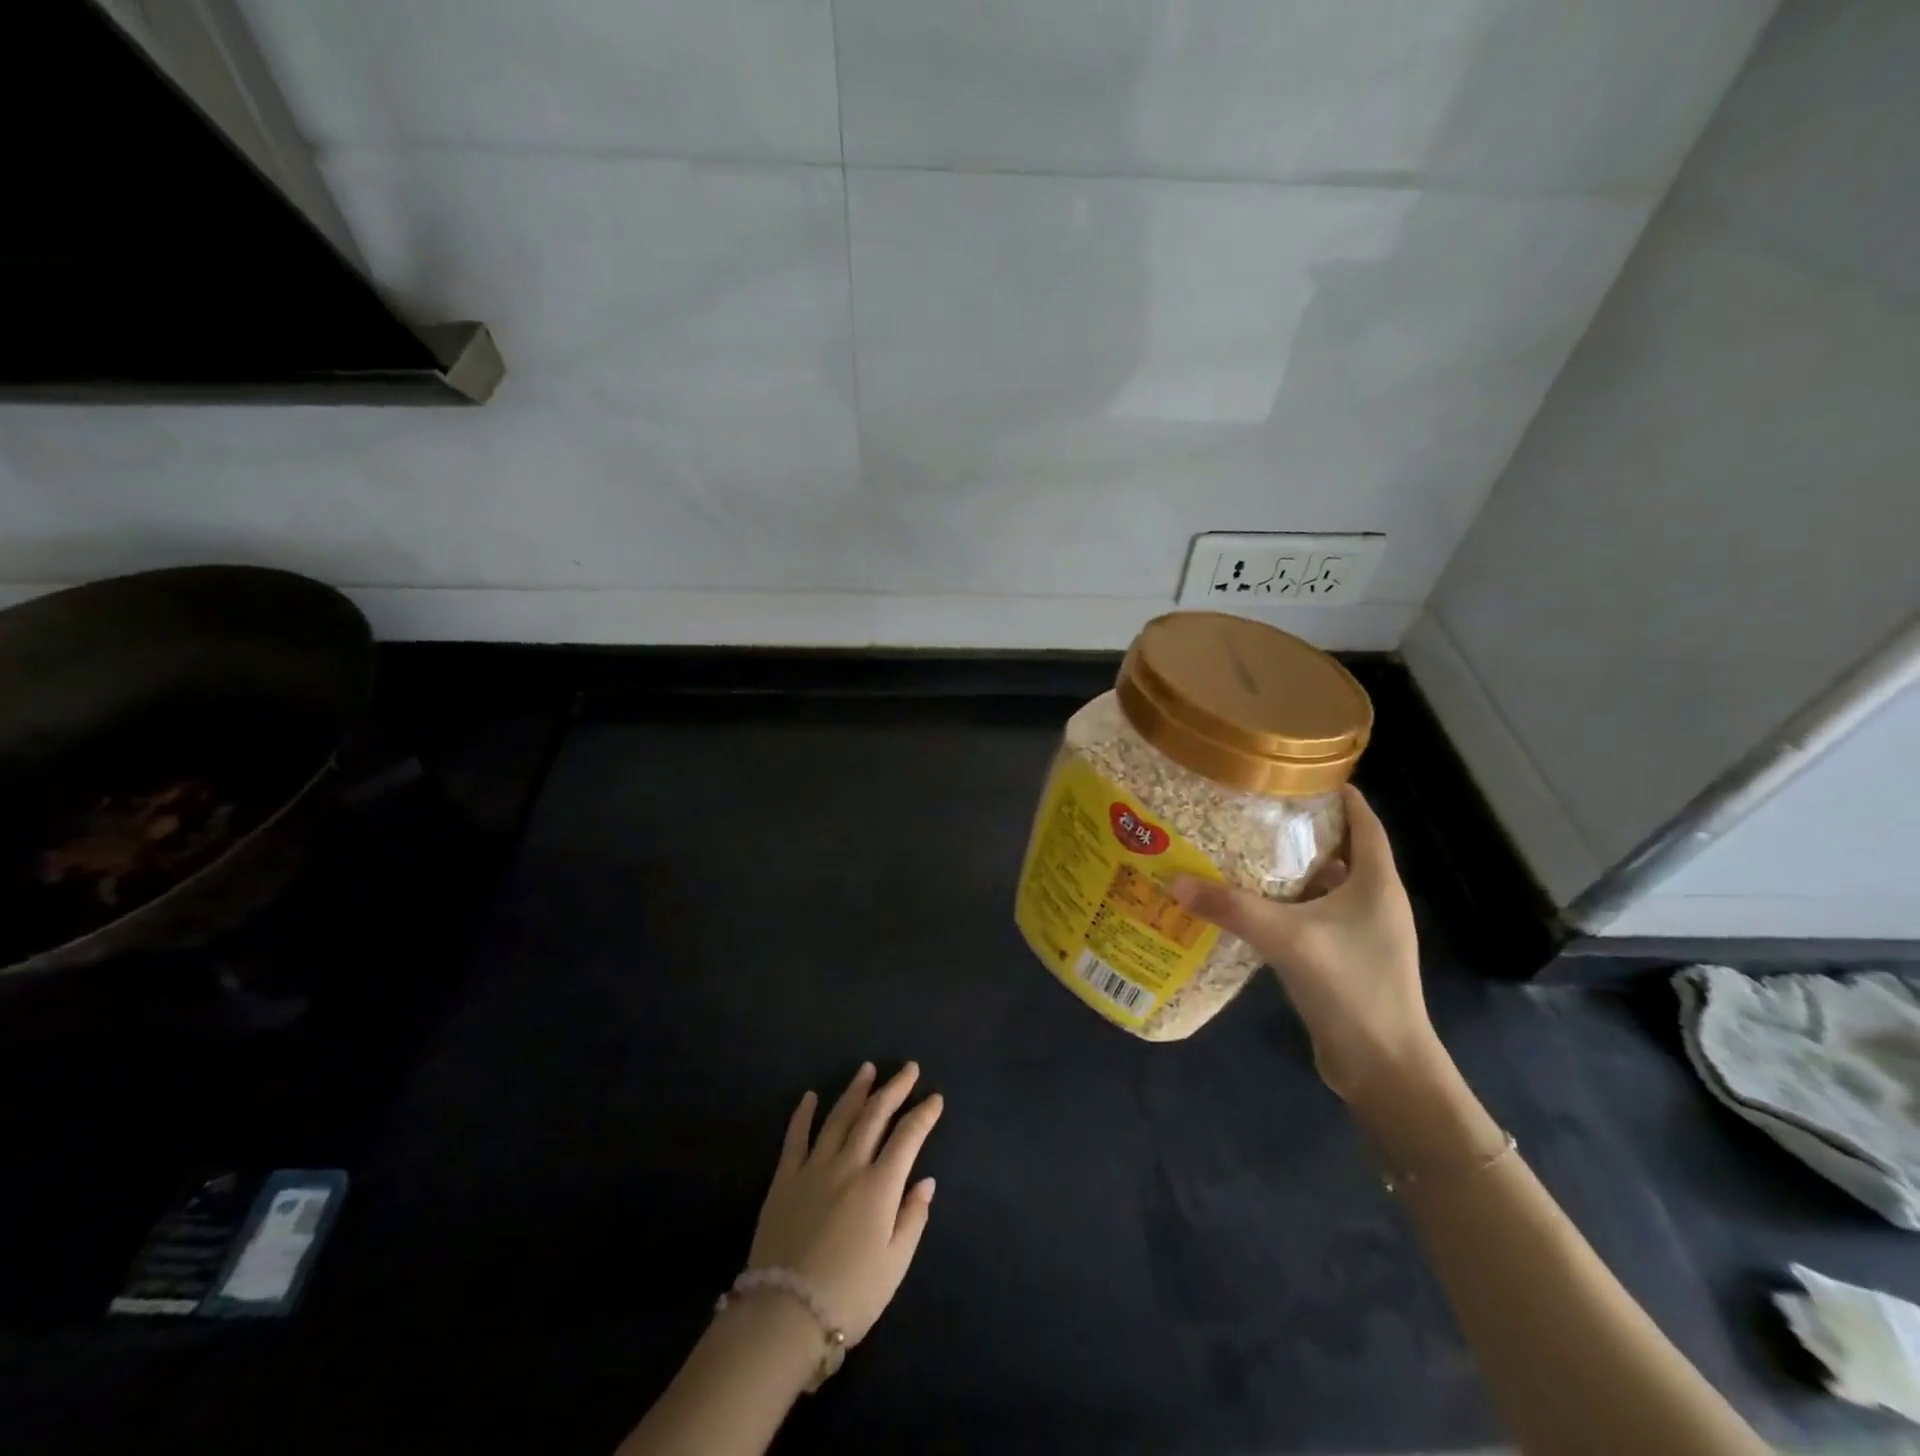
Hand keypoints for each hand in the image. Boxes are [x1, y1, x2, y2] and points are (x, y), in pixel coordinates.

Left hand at [746, 1062, 941, 1345]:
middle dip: (894, 1088)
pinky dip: (803, 1114)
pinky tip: (810, 1097)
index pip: (907, 1137)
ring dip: (856, 1091)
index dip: (924, 1114)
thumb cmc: (850, 1296)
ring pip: (839, 1118)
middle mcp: (849, 1165)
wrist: (784, 1315)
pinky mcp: (785, 1180)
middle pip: (875, 1115)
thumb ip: (913, 1218)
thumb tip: (925, 1181)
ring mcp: (814, 1168)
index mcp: (879, 1186)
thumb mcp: (895, 1265)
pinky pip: (795, 1138)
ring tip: (867, 1069)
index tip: (935, 1098)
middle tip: (908, 1068)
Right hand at [1171, 784, 1437, 1101]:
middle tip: (1254, 809)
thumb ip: (1231, 907)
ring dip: (1291, 869)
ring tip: (1242, 849)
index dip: (1338, 793)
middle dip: (1301, 829)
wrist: (1384, 1068)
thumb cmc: (1350, 987)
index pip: (1364, 821)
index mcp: (1377, 883)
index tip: (1296, 773)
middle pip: (1341, 850)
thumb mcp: (1286, 938)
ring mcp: (1361, 934)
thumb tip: (1174, 880)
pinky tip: (1249, 905)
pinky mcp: (1344, 959)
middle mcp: (1374, 901)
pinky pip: (1313, 917)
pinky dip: (1286, 905)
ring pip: (1324, 886)